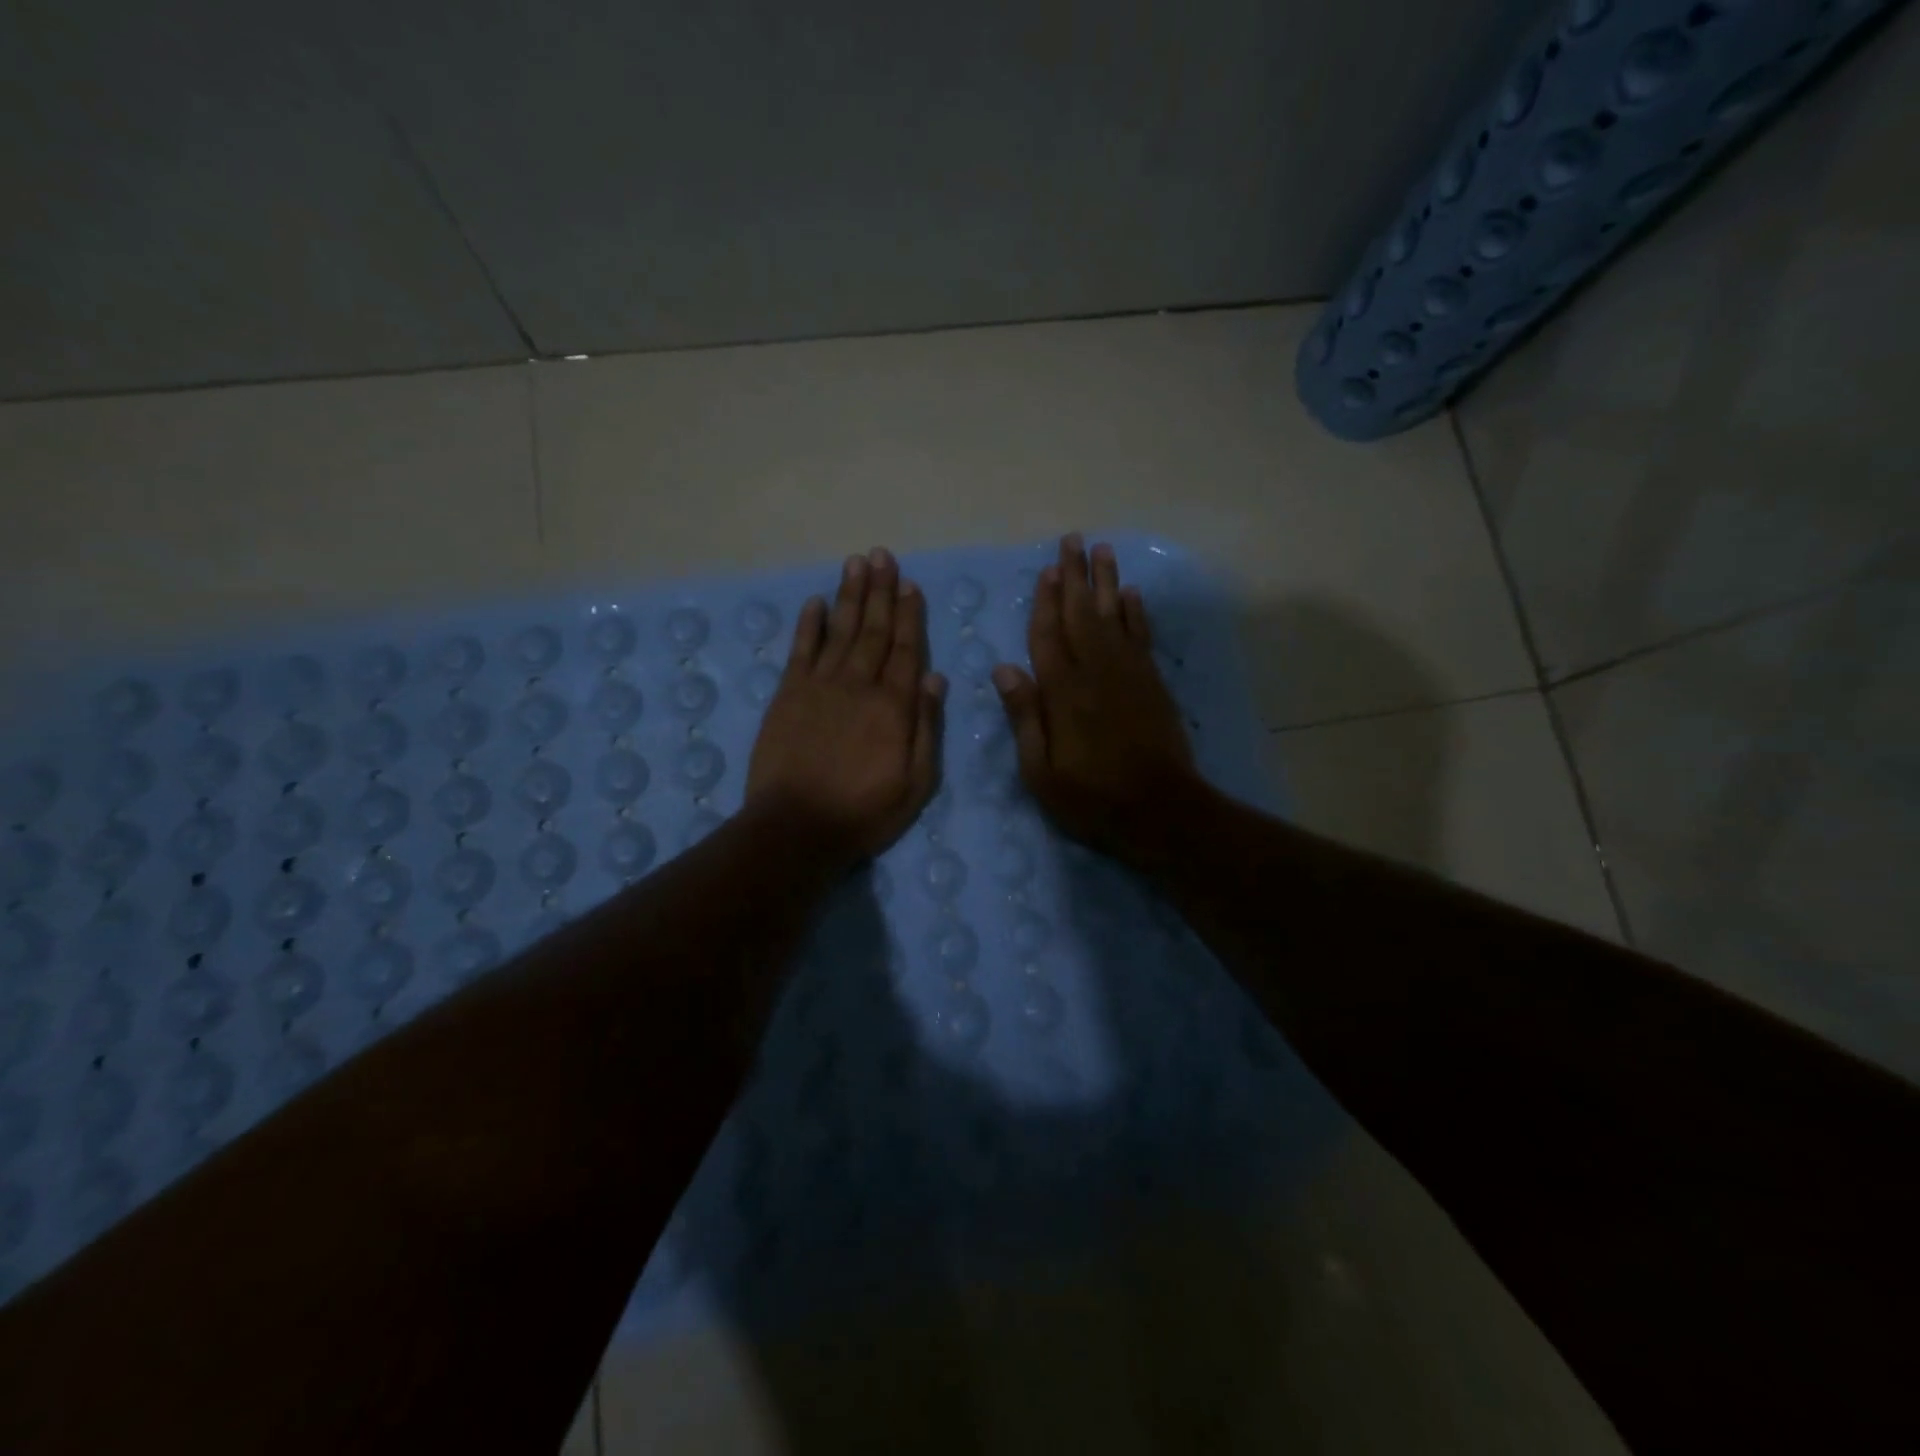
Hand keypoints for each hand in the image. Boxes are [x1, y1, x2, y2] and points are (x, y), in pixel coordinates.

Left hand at [747, 547, 945, 867]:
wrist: (797, 826)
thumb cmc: (864, 811)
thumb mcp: (916, 782)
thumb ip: (926, 727)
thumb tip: (935, 677)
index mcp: (893, 706)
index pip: (906, 650)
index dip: (910, 615)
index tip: (911, 584)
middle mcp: (858, 685)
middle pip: (873, 630)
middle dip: (881, 591)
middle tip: (883, 556)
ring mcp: (820, 686)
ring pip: (840, 630)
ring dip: (850, 595)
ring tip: (857, 563)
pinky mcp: (788, 694)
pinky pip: (800, 650)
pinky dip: (808, 624)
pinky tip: (815, 602)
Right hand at [993, 534, 1198, 873]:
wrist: (1160, 810)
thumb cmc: (1092, 797)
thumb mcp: (1041, 771)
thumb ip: (1025, 716)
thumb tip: (1003, 668)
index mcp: (1063, 691)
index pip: (1048, 635)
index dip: (1045, 601)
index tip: (1046, 570)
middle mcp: (1096, 671)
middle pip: (1082, 613)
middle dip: (1075, 576)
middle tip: (1073, 540)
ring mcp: (1129, 674)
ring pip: (1114, 616)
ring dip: (1107, 582)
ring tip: (1103, 549)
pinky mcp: (1152, 683)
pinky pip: (1142, 636)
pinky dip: (1136, 613)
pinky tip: (1131, 594)